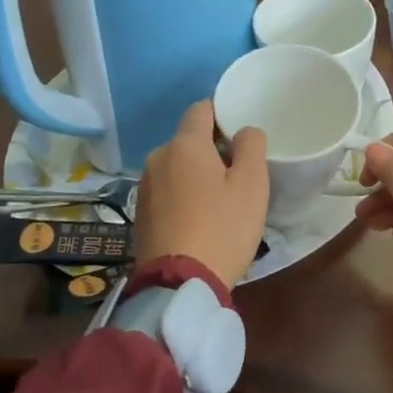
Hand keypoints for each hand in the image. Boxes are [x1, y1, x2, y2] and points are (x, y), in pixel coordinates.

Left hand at [135, 101, 268, 285]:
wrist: (179, 283)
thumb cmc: (222, 227)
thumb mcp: (252, 184)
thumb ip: (251, 146)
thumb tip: (243, 131)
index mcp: (184, 144)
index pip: (201, 108)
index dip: (222, 114)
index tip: (241, 135)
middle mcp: (157, 158)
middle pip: (188, 140)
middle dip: (212, 149)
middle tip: (238, 174)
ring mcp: (144, 187)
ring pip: (177, 167)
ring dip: (196, 175)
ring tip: (219, 201)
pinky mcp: (139, 214)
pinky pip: (167, 191)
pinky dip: (183, 196)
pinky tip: (199, 220)